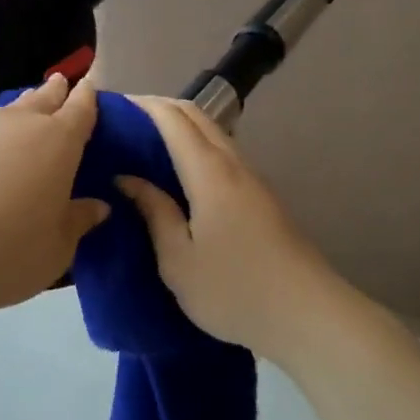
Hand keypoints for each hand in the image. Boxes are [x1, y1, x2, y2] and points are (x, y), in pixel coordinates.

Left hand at [0, 74, 111, 322]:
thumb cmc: (8, 252)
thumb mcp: (58, 247)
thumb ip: (79, 220)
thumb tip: (98, 206)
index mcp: (58, 141)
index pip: (80, 108)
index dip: (87, 97)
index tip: (90, 86)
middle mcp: (20, 123)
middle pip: (43, 98)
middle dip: (55, 91)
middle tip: (61, 84)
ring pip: (8, 111)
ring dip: (21, 111)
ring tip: (26, 114)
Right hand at [115, 96, 345, 359]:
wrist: (307, 314)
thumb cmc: (234, 290)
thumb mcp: (178, 260)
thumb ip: (154, 212)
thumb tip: (127, 178)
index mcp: (209, 172)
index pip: (172, 118)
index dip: (142, 105)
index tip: (112, 107)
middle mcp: (233, 163)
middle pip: (196, 115)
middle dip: (160, 107)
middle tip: (124, 122)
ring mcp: (251, 178)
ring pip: (212, 132)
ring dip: (180, 126)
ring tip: (145, 143)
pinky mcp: (261, 196)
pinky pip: (221, 152)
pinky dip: (195, 145)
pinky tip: (179, 171)